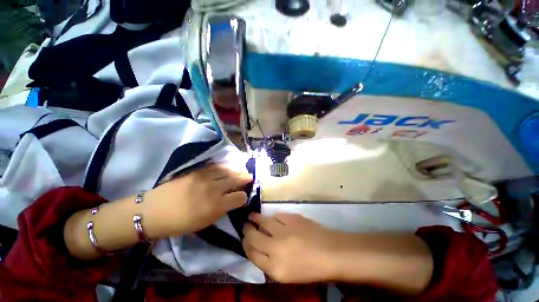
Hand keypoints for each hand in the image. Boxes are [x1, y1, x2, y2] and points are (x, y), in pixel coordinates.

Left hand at [143, 164, 251, 237]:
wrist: (153, 211)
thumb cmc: (179, 223)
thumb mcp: (204, 223)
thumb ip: (221, 211)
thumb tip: (232, 202)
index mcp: (215, 206)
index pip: (238, 197)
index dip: (243, 197)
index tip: (243, 197)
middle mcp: (213, 189)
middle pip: (235, 180)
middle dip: (245, 179)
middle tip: (250, 177)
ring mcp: (204, 178)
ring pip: (227, 171)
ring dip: (236, 171)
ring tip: (242, 171)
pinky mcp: (197, 172)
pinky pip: (215, 167)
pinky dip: (224, 168)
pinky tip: (227, 168)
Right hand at [242, 213, 346, 282]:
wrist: (331, 253)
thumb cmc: (310, 269)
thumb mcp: (286, 275)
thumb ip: (268, 263)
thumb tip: (258, 248)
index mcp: (274, 267)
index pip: (251, 253)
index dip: (245, 244)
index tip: (244, 239)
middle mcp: (275, 247)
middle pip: (253, 236)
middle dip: (246, 229)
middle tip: (245, 225)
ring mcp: (284, 230)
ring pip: (263, 221)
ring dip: (256, 219)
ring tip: (252, 217)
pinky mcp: (292, 218)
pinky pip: (277, 215)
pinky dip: (272, 217)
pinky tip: (273, 218)